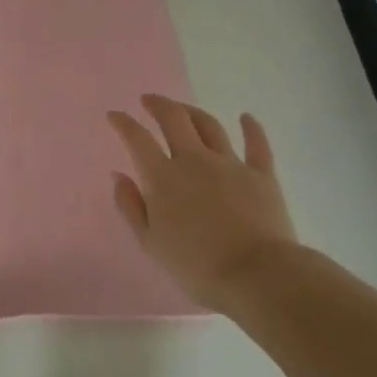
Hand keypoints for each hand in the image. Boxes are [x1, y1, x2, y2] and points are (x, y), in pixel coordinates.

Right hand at [108, 95, 298, 310]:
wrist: (256, 275)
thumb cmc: (196, 266)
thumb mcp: (151, 243)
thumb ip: (131, 207)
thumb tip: (119, 176)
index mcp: (163, 178)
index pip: (138, 140)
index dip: (123, 124)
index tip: (114, 115)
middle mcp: (195, 160)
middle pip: (174, 120)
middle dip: (158, 105)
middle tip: (148, 100)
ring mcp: (230, 164)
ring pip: (210, 126)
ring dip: (193, 112)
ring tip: (184, 109)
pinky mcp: (262, 175)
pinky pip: (257, 144)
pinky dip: (251, 128)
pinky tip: (246, 117)